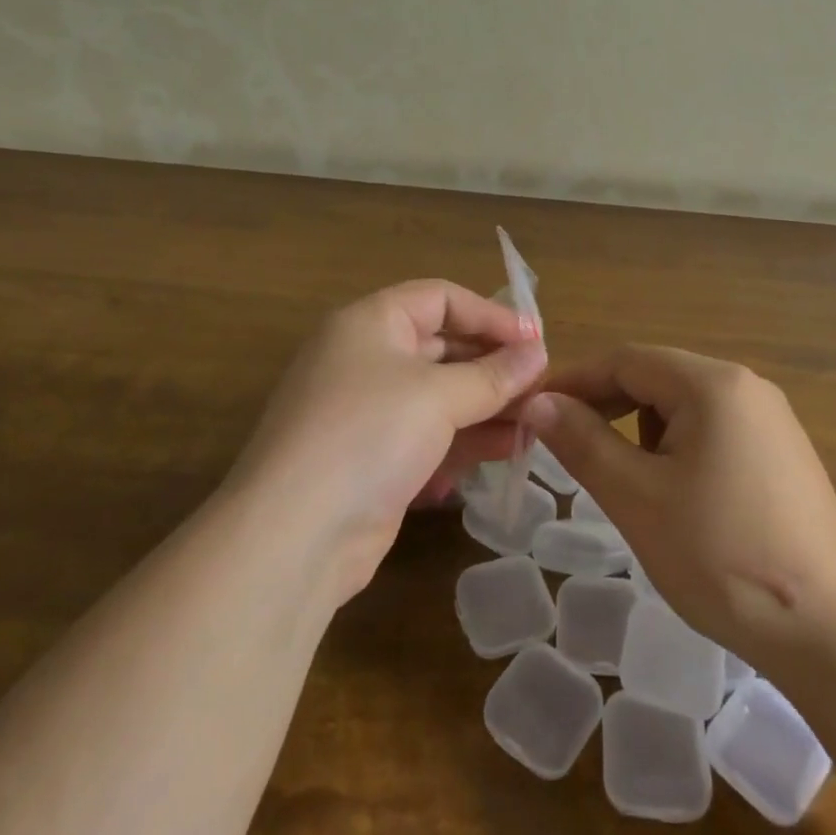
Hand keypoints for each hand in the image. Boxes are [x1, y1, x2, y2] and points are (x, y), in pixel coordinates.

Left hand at [232, 280, 547, 602]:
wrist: (294, 536)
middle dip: (493, 366)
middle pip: (443, 348)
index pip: (440, 298)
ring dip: (487, 408)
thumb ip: (494, 374)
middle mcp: (365, 359)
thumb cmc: (368, 434)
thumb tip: (538, 352)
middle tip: (542, 386)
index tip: (535, 340)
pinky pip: (427, 437)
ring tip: (534, 425)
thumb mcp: (438, 396)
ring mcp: (367, 413)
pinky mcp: (372, 461)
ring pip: (439, 397)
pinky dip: (463, 441)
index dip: (489, 314)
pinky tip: (503, 454)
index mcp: (370, 323)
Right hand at [521, 345, 835, 665]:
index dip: (575, 381)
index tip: (533, 410)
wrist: (834, 634)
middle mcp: (745, 386)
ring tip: (627, 482)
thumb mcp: (638, 498)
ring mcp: (770, 420)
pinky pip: (713, 431)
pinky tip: (676, 496)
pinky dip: (678, 449)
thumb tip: (538, 402)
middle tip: (566, 445)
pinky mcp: (782, 454)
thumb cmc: (723, 556)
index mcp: (712, 383)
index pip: (626, 360)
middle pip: (656, 377)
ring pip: (683, 406)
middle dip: (607, 406)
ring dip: (642, 431)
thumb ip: (583, 442)